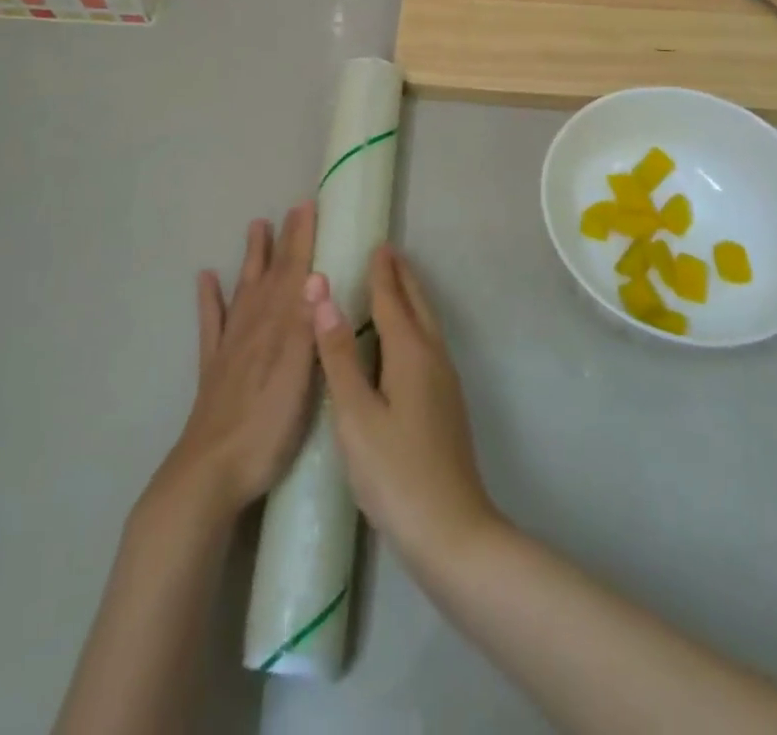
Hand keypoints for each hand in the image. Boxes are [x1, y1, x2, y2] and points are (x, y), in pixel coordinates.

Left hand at [153, 204, 319, 522]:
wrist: (210, 473)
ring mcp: (230, 345)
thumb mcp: (298, 378)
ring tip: (256, 226)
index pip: (295, 273)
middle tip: (292, 208)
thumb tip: (317, 273)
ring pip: (244, 290)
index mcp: (278, 327)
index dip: (303, 239)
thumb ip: (305, 326)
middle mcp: (253, 326)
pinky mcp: (214, 368)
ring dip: (252, 258)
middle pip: (272, 275)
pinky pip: (211, 323)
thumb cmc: (266, 429)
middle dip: (285, 241)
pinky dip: (209, 298)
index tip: (309, 205)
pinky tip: (205, 278)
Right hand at [307, 244, 501, 577]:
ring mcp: (444, 383)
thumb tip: (324, 294)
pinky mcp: (445, 405)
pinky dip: (413, 325)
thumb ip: (339, 354)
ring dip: (409, 299)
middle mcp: (433, 358)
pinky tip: (401, 344)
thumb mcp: (355, 414)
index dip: (380, 272)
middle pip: (417, 305)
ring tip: (393, 286)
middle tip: (386, 253)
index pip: (392, 299)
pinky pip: (427, 345)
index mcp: (410, 353)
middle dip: (401, 277)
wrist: (452, 533)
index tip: (375, 243)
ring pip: (426, 325)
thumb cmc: (396, 471)